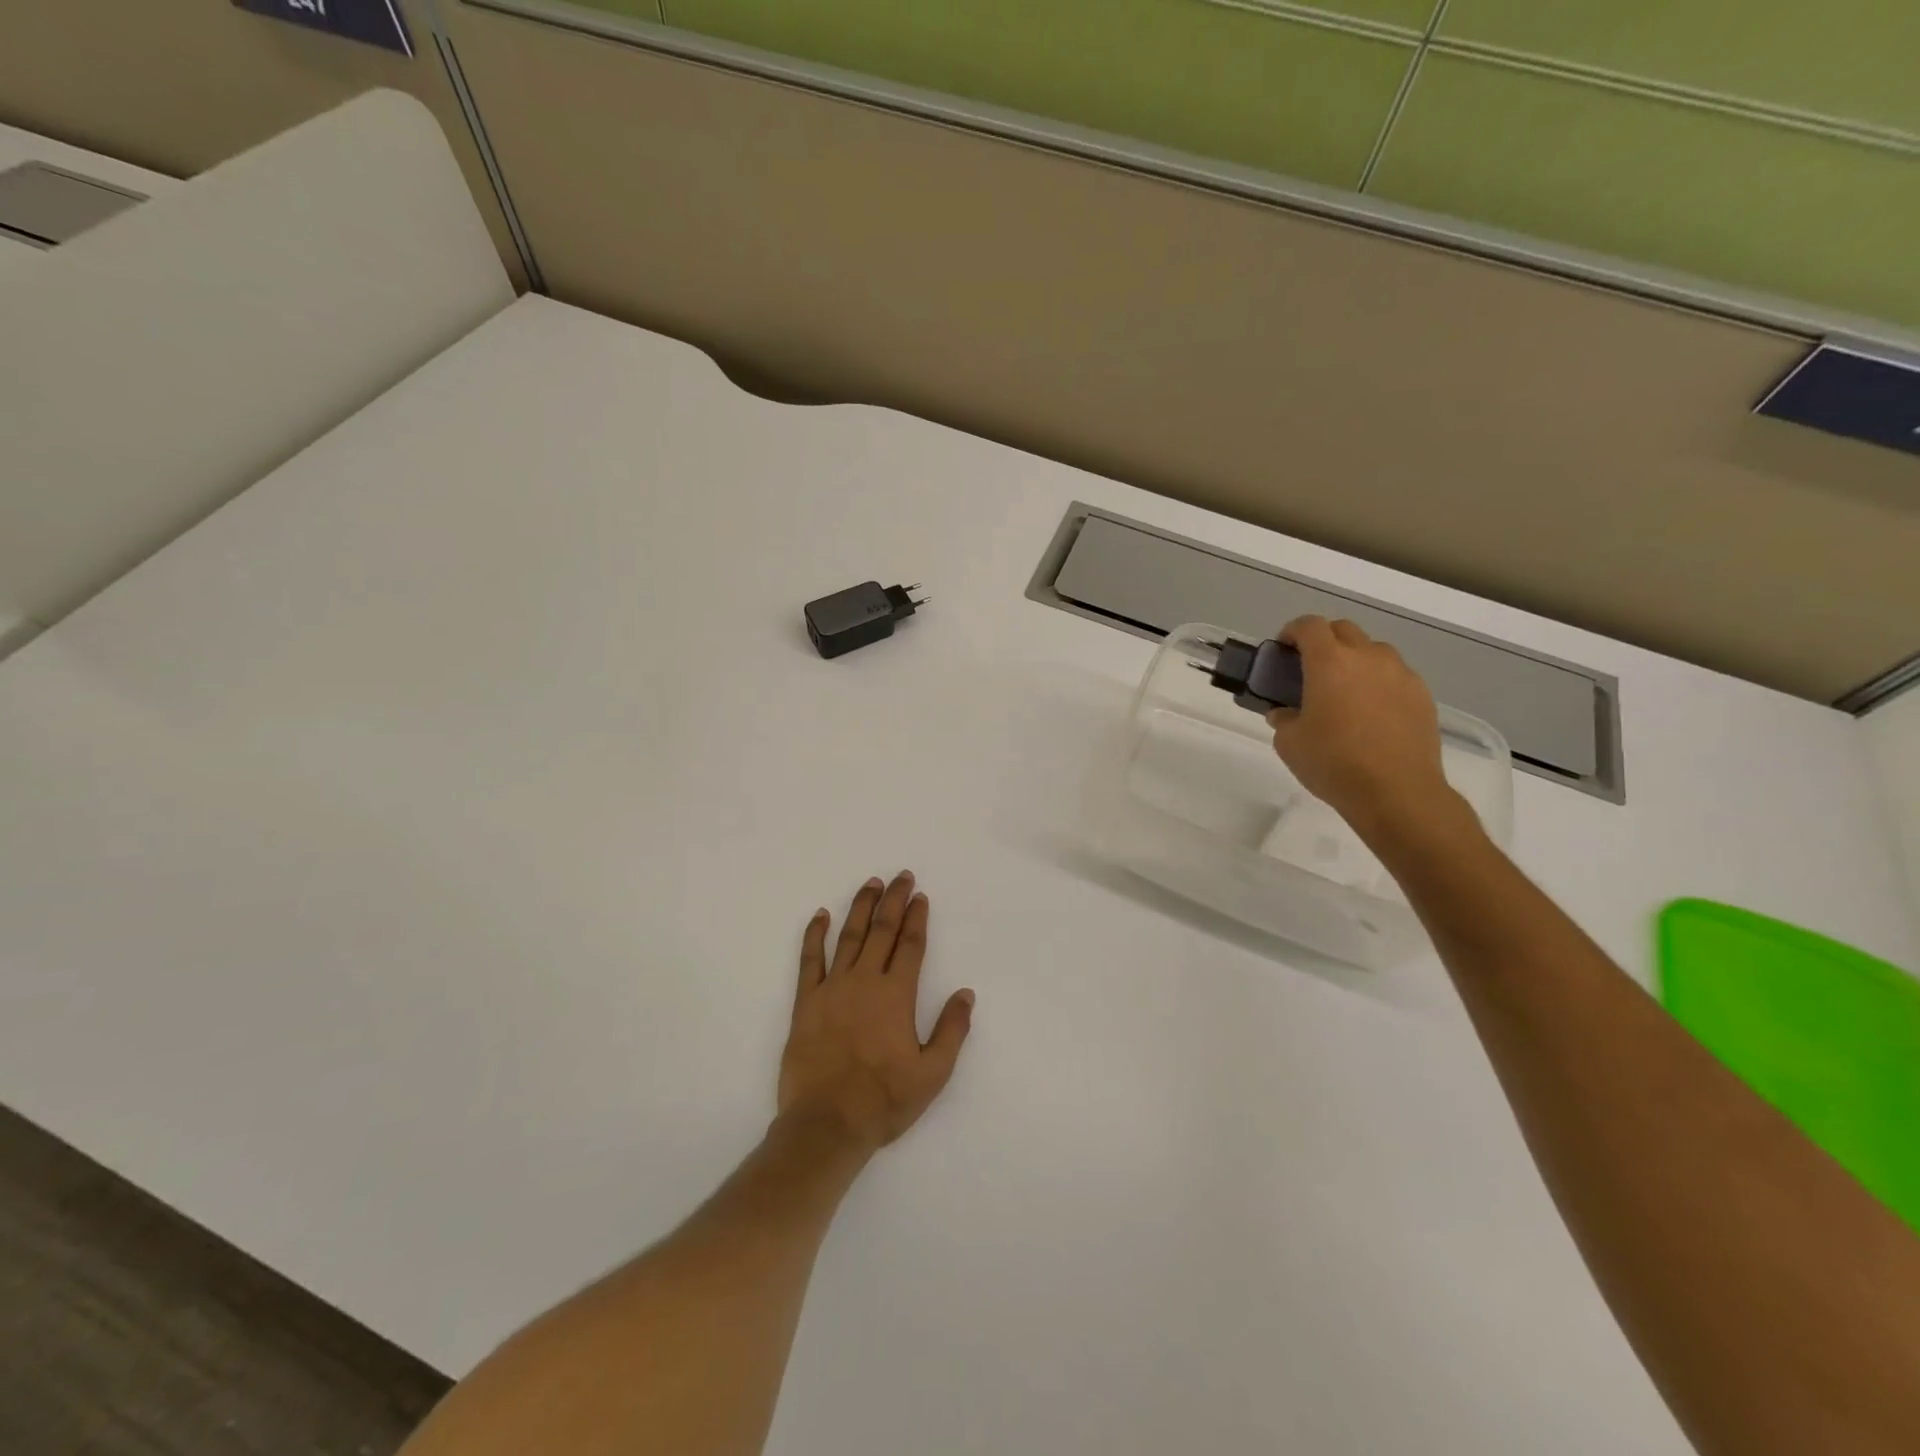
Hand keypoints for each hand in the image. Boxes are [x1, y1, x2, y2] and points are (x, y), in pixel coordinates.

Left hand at [778, 872, 974, 1155]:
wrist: (827, 1124)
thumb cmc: (884, 1100)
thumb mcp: (933, 1073)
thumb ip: (952, 1030)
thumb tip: (966, 993)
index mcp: (897, 996)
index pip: (911, 946)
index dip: (917, 918)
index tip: (920, 897)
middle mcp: (865, 982)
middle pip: (882, 931)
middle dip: (893, 901)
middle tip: (901, 877)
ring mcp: (832, 988)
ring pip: (849, 936)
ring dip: (861, 907)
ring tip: (870, 883)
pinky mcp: (805, 1002)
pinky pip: (809, 960)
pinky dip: (815, 935)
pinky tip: (820, 915)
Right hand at [1266, 615, 1461, 837]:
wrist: (1396, 792)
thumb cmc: (1333, 763)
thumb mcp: (1289, 743)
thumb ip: (1283, 719)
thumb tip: (1285, 713)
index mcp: (1330, 663)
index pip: (1309, 626)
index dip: (1292, 631)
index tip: (1283, 649)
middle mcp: (1368, 658)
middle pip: (1343, 630)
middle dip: (1323, 641)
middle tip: (1310, 668)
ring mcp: (1400, 674)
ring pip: (1373, 651)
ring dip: (1355, 660)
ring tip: (1345, 691)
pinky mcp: (1422, 696)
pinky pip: (1395, 676)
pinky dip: (1379, 683)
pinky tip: (1372, 713)